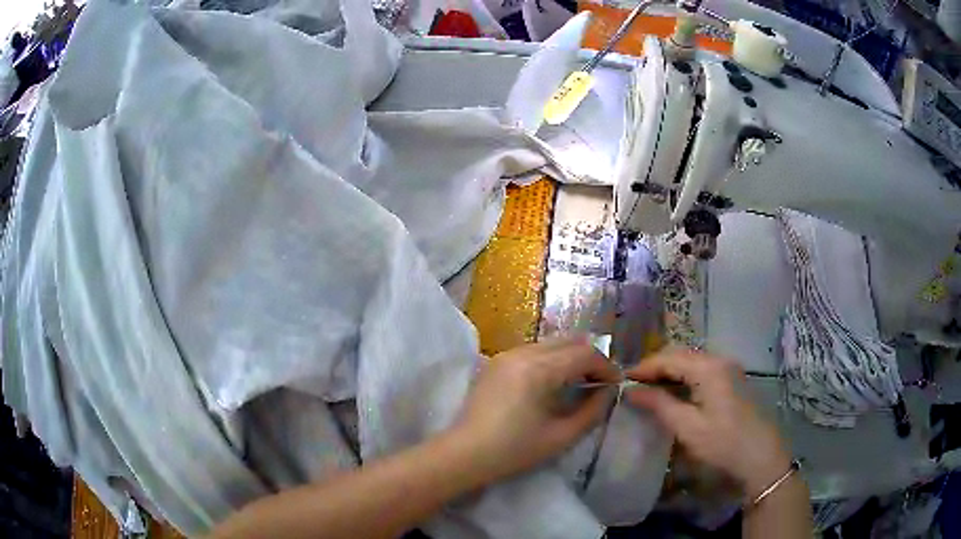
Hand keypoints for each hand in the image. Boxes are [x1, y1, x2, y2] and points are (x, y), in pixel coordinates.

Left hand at [451, 337, 619, 482]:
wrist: (463, 454)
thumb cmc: (513, 450)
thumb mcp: (561, 436)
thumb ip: (592, 411)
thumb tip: (608, 392)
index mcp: (538, 369)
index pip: (584, 353)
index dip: (606, 367)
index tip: (615, 385)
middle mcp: (522, 352)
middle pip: (569, 341)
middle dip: (590, 359)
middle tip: (600, 383)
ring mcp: (506, 354)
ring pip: (551, 343)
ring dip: (571, 357)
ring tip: (580, 384)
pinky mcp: (496, 362)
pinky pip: (533, 351)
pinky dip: (552, 360)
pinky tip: (553, 383)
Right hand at [625, 349, 791, 498]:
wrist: (760, 456)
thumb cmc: (723, 442)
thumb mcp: (687, 427)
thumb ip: (659, 404)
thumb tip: (632, 390)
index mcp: (708, 368)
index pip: (668, 358)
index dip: (644, 367)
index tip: (621, 380)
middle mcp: (719, 360)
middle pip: (680, 355)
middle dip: (655, 367)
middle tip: (633, 385)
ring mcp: (728, 368)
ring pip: (691, 361)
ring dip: (669, 371)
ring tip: (649, 389)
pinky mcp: (732, 380)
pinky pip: (702, 370)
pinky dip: (683, 377)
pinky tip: (674, 392)